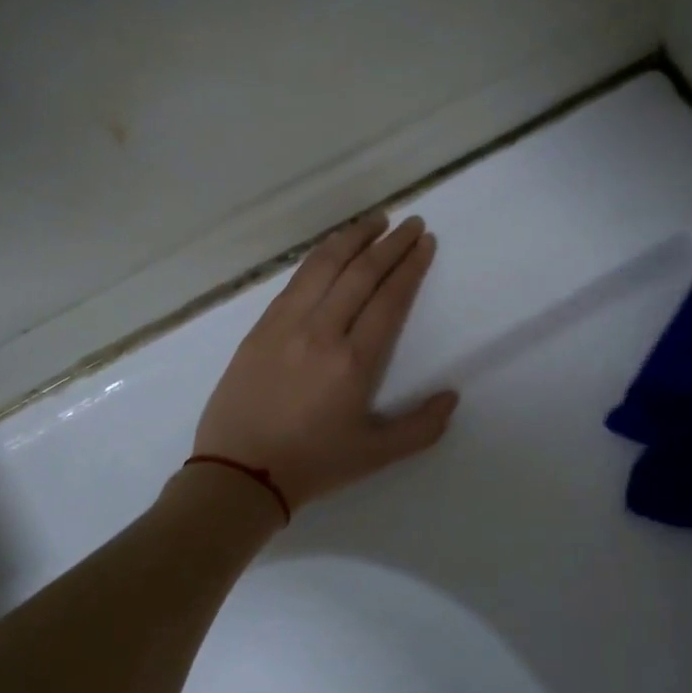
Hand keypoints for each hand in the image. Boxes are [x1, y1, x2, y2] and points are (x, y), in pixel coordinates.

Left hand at [192, 211, 458, 510]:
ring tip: (375, 220)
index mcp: (353, 361)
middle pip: (361, 273)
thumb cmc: (313, 464)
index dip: (410, 266)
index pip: (389, 299)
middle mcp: (321, 331)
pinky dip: (319, 256)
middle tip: (411, 222)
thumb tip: (452, 397)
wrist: (239, 472)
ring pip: (324, 266)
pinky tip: (332, 249)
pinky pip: (296, 280)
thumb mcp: (376, 455)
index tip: (424, 242)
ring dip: (353, 238)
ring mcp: (286, 324)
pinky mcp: (261, 326)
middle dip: (390, 243)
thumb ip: (421, 427)